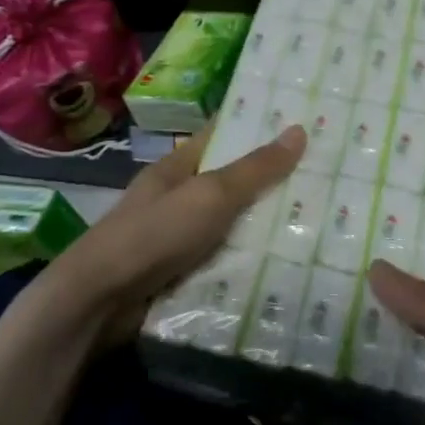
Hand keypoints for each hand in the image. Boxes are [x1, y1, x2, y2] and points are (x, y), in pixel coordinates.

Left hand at [51, 123, 305, 344]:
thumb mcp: (210, 195)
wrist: (99, 302)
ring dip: (264, 227)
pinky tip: (286, 264)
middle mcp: (177, 198)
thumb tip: (299, 130)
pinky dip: (249, 262)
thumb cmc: (155, 233)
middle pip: (231, 183)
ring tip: (320, 221)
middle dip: (272, 181)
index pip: (221, 136)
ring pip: (231, 225)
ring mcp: (177, 239)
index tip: (300, 121)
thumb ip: (254, 169)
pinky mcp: (180, 275)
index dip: (257, 127)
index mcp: (178, 168)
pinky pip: (224, 261)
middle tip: (325, 177)